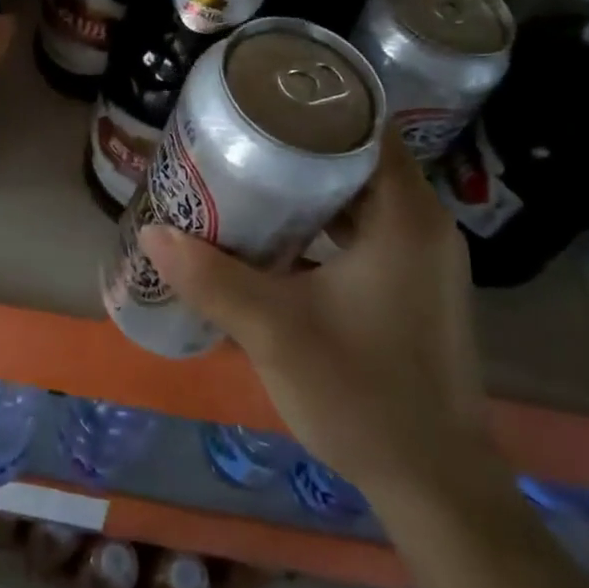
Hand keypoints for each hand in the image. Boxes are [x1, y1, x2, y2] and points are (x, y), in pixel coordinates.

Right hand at [141, 129, 493, 502]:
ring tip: (246, 179)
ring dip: (307, 190)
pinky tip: (275, 238)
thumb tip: (153, 229)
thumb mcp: (275, 331)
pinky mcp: (414, 290)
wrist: (435, 487)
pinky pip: (364, 234)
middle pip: (355, 160)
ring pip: (358, 200)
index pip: (365, 128)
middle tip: (237, 140)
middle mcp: (423, 226)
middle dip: (297, 148)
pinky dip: (322, 226)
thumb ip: (212, 278)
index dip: (313, 107)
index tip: (260, 101)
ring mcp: (422, 260)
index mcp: (405, 217)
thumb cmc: (363, 394)